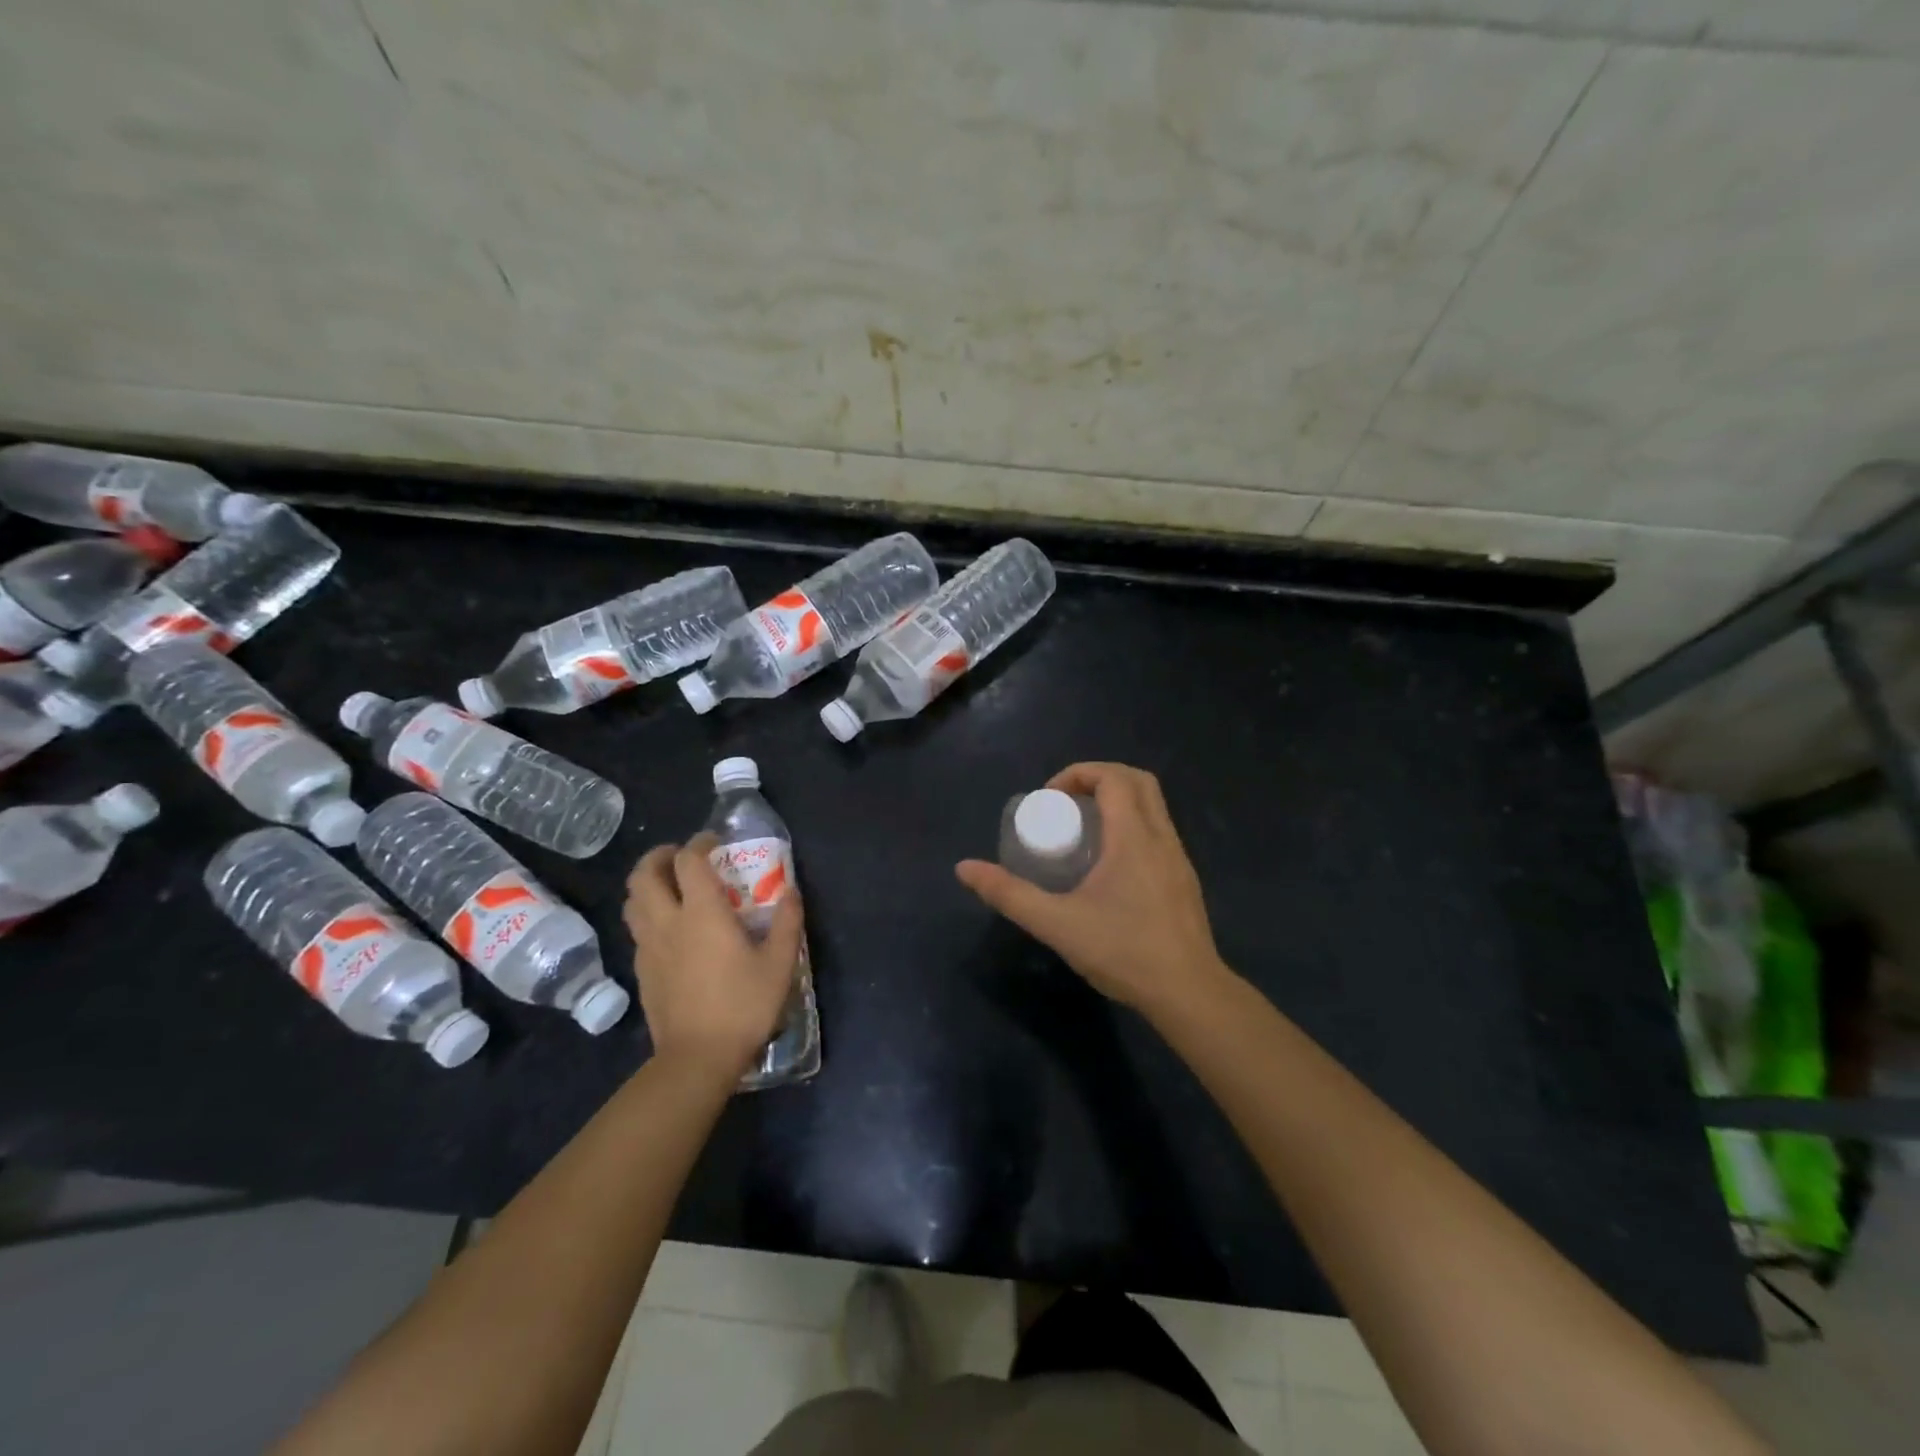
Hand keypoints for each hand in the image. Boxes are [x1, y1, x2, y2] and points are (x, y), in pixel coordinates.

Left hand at [624, 835, 804, 1078]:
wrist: (697, 1058)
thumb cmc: (743, 1005)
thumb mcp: (780, 963)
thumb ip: (788, 921)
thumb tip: (791, 891)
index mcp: (702, 913)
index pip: (689, 860)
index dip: (699, 843)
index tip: (715, 842)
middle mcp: (668, 921)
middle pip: (645, 873)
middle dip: (661, 856)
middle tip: (682, 858)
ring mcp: (649, 947)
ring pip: (632, 901)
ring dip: (648, 884)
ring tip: (671, 888)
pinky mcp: (642, 971)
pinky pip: (637, 929)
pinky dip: (648, 914)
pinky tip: (670, 930)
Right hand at [956, 762, 1232, 1017]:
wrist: (1189, 994)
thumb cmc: (1123, 952)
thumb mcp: (1056, 923)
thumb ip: (1009, 894)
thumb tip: (964, 868)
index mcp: (1134, 837)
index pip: (1113, 778)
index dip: (1078, 775)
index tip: (1049, 799)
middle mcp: (1162, 837)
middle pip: (1138, 781)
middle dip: (1099, 779)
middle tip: (1066, 804)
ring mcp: (1179, 858)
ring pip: (1153, 807)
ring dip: (1118, 802)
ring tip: (1083, 831)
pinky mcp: (1184, 879)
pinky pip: (1159, 832)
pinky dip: (1132, 826)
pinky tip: (1109, 866)